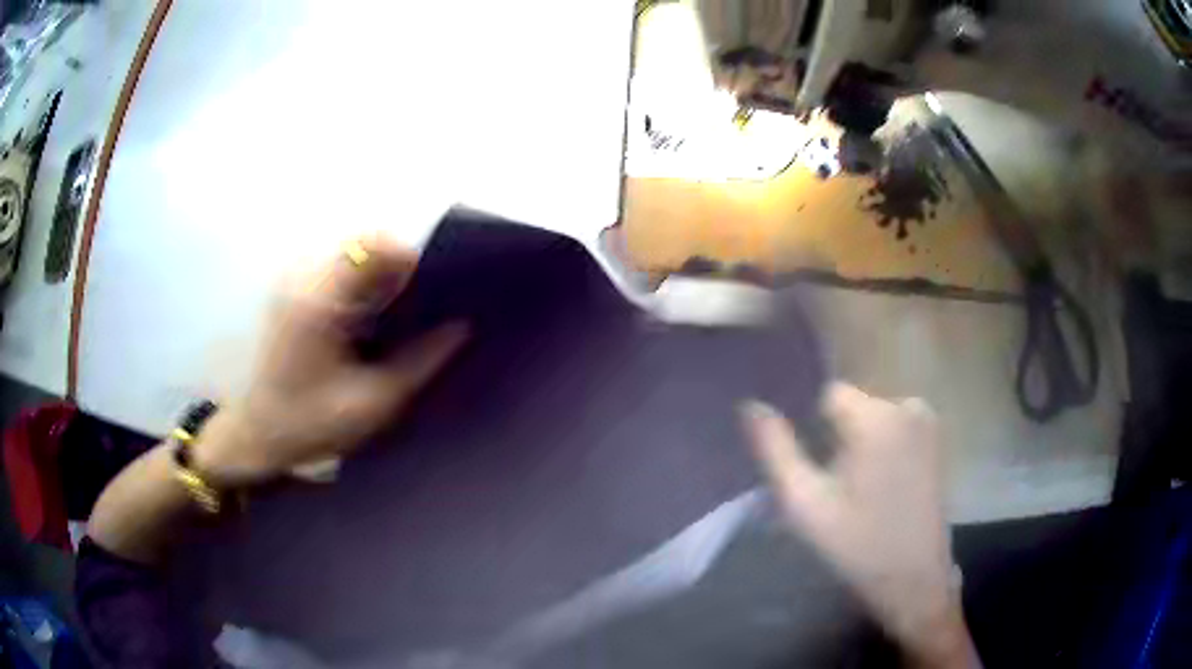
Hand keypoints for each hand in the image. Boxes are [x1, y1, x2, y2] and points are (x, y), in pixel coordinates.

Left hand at [194, 235, 468, 487]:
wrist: (258, 435)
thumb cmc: (312, 425)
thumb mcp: (374, 403)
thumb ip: (420, 362)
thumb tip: (461, 327)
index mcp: (320, 301)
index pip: (374, 245)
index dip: (412, 258)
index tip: (438, 287)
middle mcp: (304, 279)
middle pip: (364, 243)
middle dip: (399, 266)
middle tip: (423, 306)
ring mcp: (295, 283)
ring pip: (352, 254)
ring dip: (381, 275)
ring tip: (400, 314)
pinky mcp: (292, 294)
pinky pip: (338, 271)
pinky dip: (363, 285)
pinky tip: (371, 320)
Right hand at [742, 383, 977, 667]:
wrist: (914, 577)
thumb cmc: (857, 544)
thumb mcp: (805, 503)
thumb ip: (776, 450)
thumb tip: (751, 405)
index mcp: (876, 417)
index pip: (828, 396)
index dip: (813, 432)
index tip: (815, 470)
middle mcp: (906, 406)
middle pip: (852, 407)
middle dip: (837, 439)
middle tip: (834, 488)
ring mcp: (926, 421)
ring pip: (872, 419)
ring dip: (859, 446)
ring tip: (857, 492)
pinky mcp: (936, 440)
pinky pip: (894, 429)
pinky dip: (881, 449)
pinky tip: (880, 488)